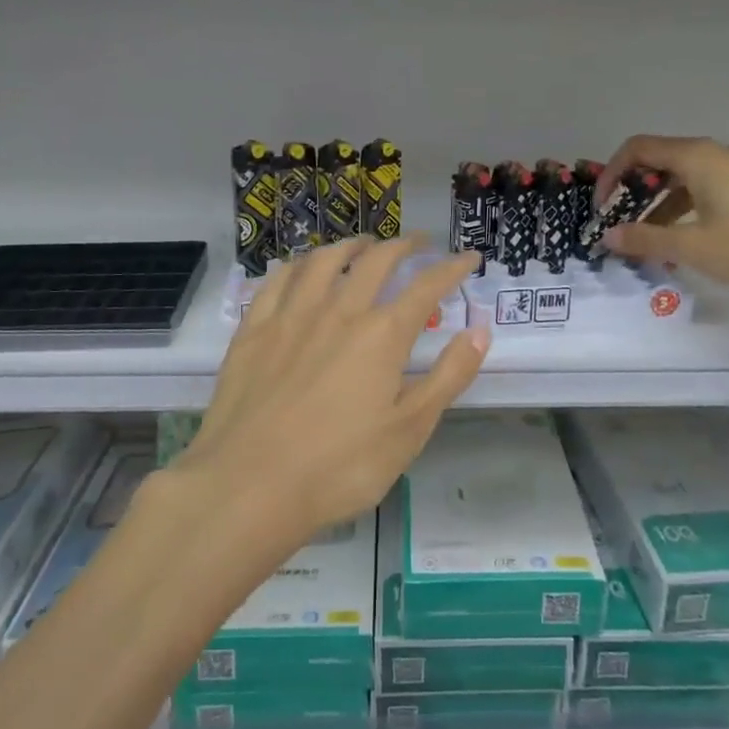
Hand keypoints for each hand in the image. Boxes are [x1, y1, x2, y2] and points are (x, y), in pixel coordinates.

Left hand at [172, 237, 487, 555]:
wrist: (249, 486)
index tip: (469, 257)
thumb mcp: (409, 431)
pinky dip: (298, 265)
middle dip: (403, 245)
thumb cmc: (339, 467)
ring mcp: (291, 316)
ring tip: (363, 244)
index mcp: (382, 335)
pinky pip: (278, 280)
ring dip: (351, 245)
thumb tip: (480, 331)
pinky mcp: (254, 330)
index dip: (452, 268)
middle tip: (418, 242)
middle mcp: (339, 311)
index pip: (427, 287)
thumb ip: (448, 377)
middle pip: (376, 261)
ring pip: (325, 261)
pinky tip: (301, 267)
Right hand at [596, 135, 728, 315]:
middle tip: (619, 225)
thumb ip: (645, 238)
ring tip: (647, 243)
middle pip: (659, 162)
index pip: (637, 149)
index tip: (600, 208)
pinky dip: (683, 212)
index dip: (611, 174)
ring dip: (657, 206)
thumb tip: (608, 235)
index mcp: (696, 158)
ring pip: (682, 180)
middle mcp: (715, 155)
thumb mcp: (693, 246)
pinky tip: (682, 245)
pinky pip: (704, 192)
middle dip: (632, 192)